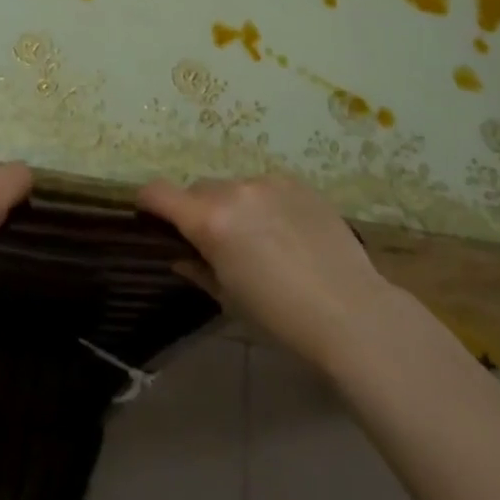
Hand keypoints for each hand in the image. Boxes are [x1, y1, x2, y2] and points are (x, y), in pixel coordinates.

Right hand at [137, 174, 398, 369]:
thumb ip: (198, 270)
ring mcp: (268, 182)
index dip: (148, 203)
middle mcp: (234, 190)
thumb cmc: (280, 318)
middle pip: (199, 190)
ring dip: (234, 207)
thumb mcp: (229, 299)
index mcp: (210, 220)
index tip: (151, 218)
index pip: (158, 192)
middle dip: (197, 212)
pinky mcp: (297, 183)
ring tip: (259, 240)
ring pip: (234, 187)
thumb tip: (180, 256)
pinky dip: (265, 204)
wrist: (351, 311)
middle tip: (215, 244)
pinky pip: (266, 187)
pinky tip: (287, 234)